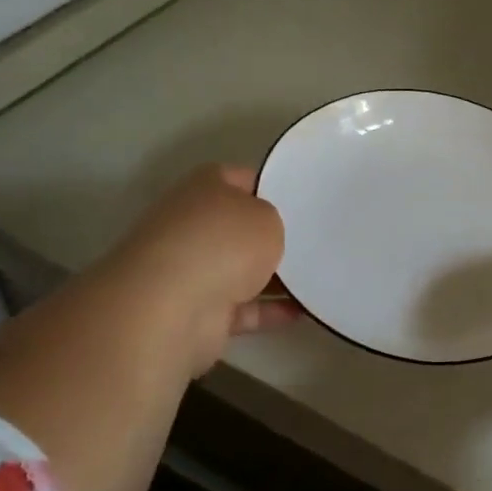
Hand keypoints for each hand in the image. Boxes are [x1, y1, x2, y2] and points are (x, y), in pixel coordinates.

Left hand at [98, 163, 299, 377]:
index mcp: (204, 188)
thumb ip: (273, 221)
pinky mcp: (198, 311)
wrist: (173, 307)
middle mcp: (193, 225)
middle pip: (240, 227)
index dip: (273, 185)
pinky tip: (303, 311)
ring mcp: (192, 270)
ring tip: (318, 277)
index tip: (304, 200)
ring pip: (241, 269)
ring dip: (274, 277)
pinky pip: (243, 308)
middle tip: (314, 240)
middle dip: (273, 235)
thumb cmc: (223, 243)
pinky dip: (269, 311)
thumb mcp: (267, 217)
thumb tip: (267, 234)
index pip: (243, 178)